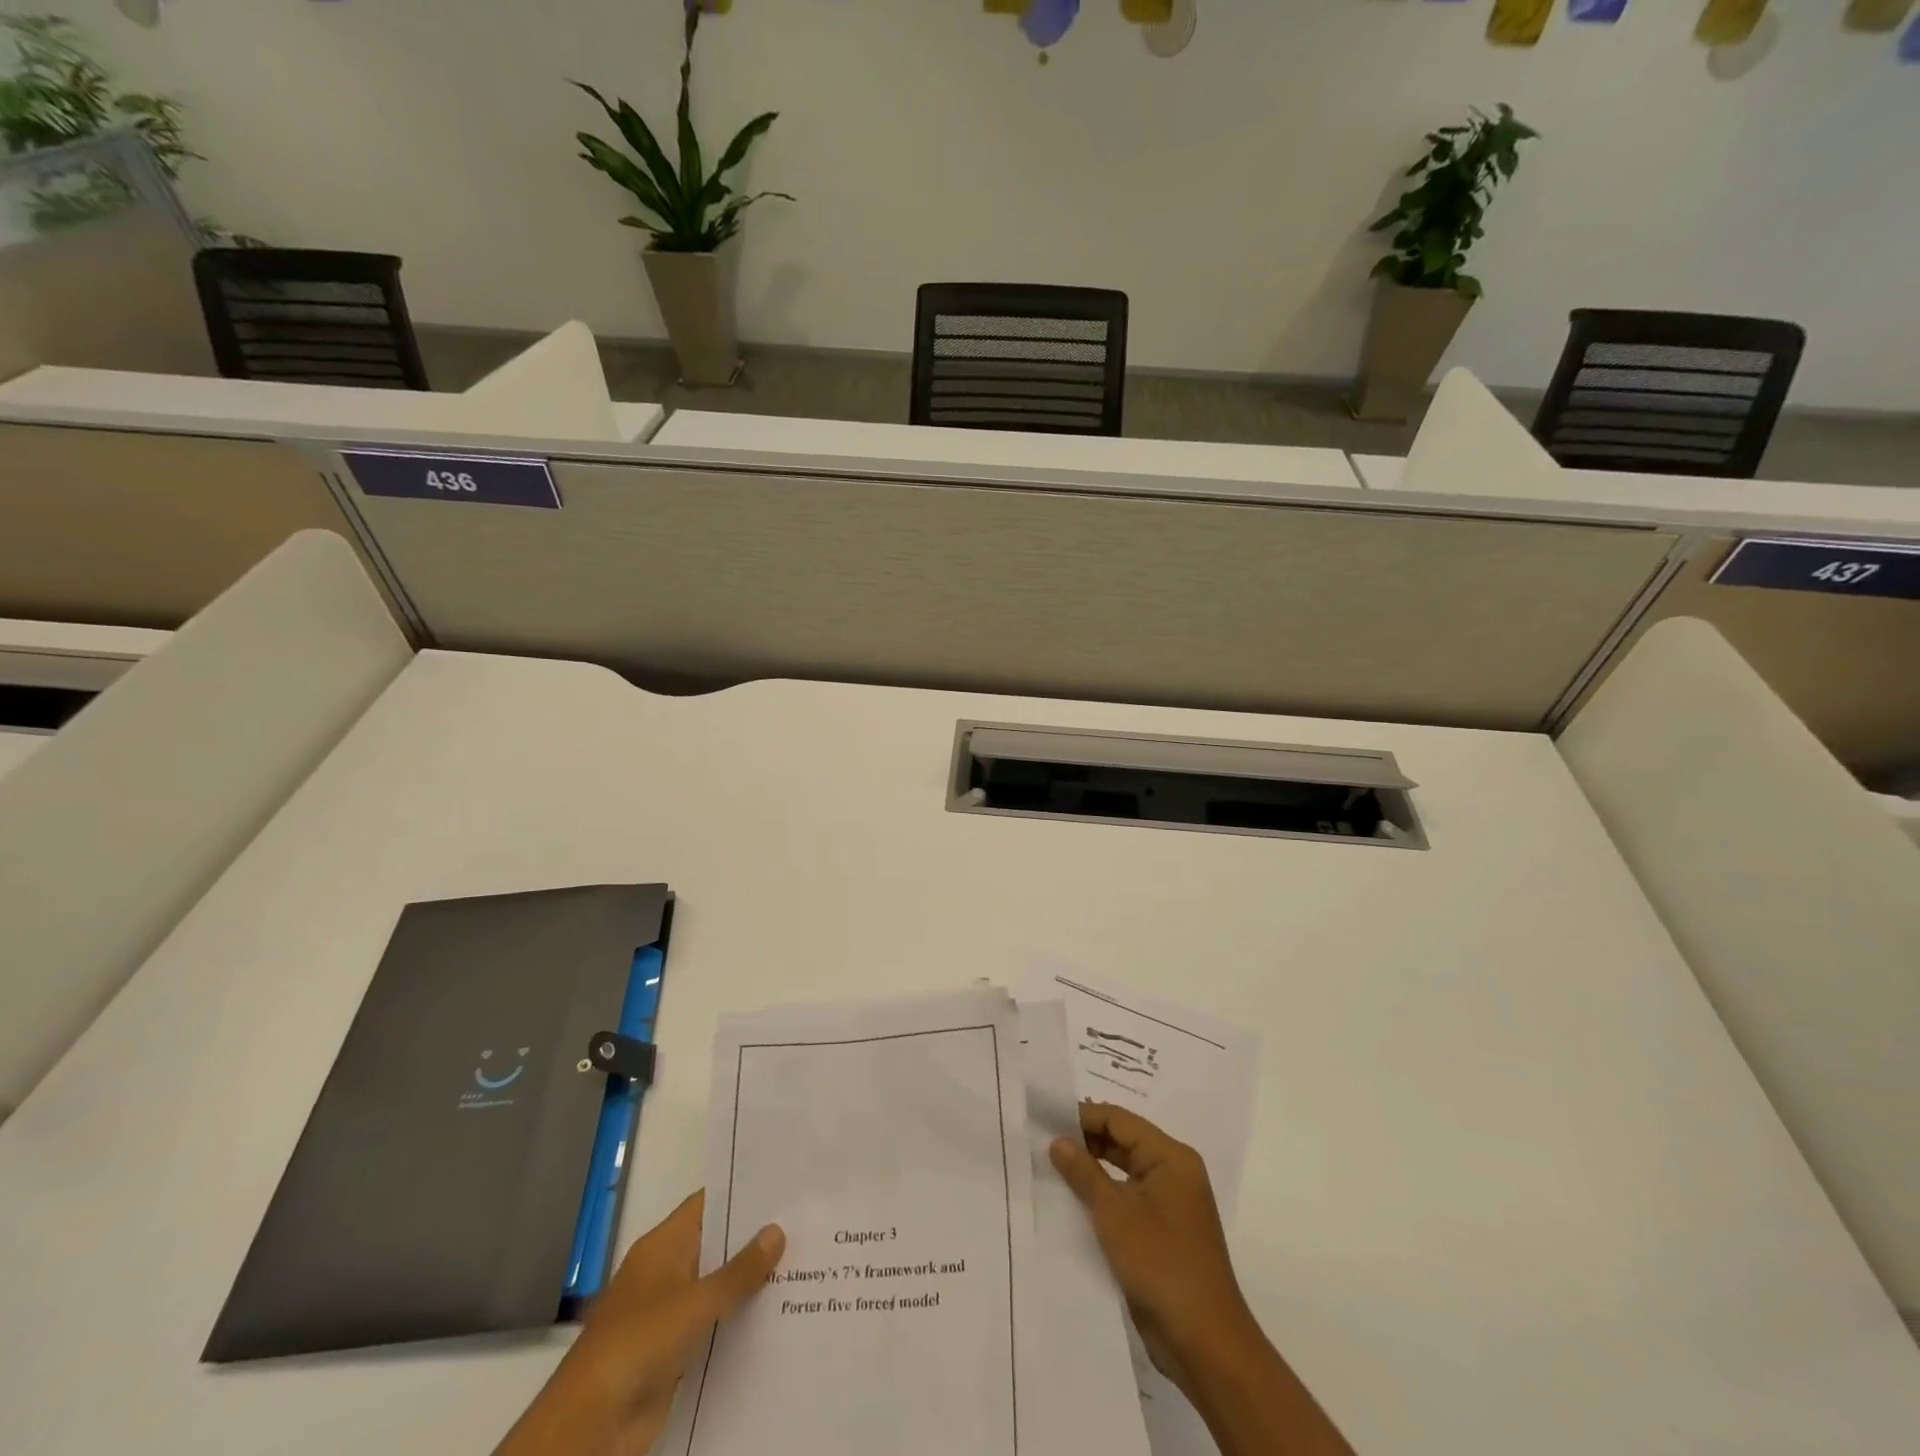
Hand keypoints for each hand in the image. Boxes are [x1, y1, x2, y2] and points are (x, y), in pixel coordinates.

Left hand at [494, 1191, 784, 1455]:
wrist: (590, 1426)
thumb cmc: (638, 1344)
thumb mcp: (695, 1302)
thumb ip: (739, 1271)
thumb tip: (777, 1230)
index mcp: (663, 1246)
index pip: (708, 1204)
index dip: (743, 1193)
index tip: (784, 1185)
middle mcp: (666, 1272)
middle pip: (717, 1245)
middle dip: (755, 1239)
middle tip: (806, 1224)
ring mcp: (669, 1313)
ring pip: (718, 1287)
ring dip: (751, 1283)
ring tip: (804, 1266)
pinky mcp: (674, 1351)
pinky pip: (715, 1325)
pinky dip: (740, 1321)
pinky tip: (778, 1316)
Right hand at [1051, 1104, 1354, 1455]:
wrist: (1204, 1343)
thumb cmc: (1161, 1264)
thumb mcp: (1114, 1213)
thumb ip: (1084, 1172)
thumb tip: (1058, 1141)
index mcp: (1170, 1157)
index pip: (1119, 1120)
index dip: (1082, 1117)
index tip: (1044, 1119)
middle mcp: (1173, 1173)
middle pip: (1123, 1142)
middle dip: (1084, 1142)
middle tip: (1041, 1143)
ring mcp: (1169, 1204)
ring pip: (1123, 1172)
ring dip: (1090, 1171)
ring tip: (1049, 1169)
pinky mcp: (1162, 1233)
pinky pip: (1127, 1200)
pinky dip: (1102, 1197)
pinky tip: (1071, 1203)